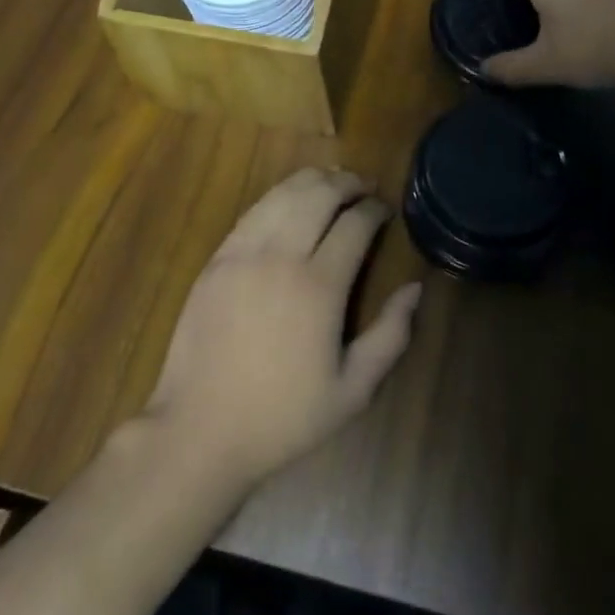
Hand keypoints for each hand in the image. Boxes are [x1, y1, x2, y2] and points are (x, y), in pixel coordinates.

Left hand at [141, 168, 421, 488]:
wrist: (199, 432)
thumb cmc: (283, 416)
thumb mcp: (353, 391)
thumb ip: (391, 336)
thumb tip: (415, 289)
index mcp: (320, 287)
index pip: (355, 224)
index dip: (375, 210)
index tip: (386, 210)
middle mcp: (282, 258)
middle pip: (319, 195)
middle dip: (348, 183)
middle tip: (364, 187)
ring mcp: (243, 255)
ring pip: (283, 194)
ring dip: (312, 181)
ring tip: (331, 183)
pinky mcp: (216, 261)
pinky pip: (252, 212)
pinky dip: (278, 197)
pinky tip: (289, 201)